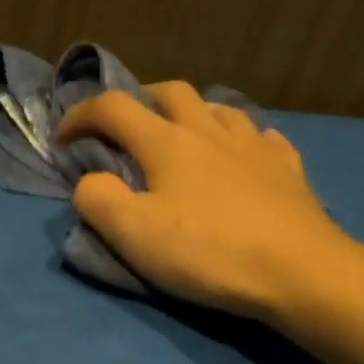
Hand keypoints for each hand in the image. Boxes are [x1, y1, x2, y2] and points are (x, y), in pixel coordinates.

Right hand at [58, 83, 355, 319]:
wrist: (300, 271)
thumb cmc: (210, 252)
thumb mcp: (135, 235)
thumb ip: (98, 200)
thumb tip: (89, 181)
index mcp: (168, 143)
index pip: (113, 108)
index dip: (80, 115)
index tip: (63, 138)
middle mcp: (210, 131)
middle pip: (171, 92)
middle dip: (140, 100)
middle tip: (127, 127)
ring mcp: (254, 147)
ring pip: (219, 109)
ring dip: (192, 114)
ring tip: (184, 138)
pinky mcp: (288, 169)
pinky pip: (262, 138)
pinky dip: (241, 141)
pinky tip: (243, 158)